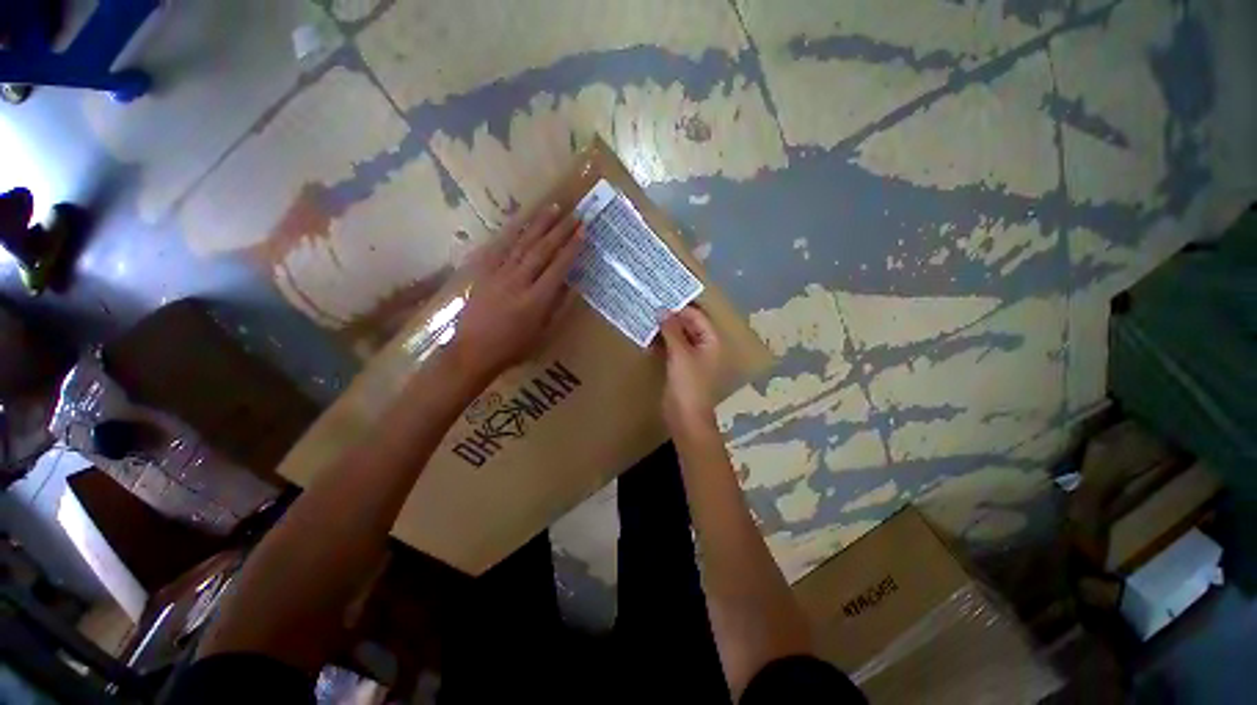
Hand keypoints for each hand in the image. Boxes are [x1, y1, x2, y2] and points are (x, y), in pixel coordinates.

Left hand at [449, 203, 582, 380]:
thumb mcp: (544, 333)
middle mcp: (519, 282)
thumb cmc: (514, 348)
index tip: (583, 231)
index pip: (558, 267)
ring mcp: (498, 274)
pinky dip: (511, 233)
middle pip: (542, 250)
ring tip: (552, 208)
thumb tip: (573, 283)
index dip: (572, 247)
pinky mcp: (484, 273)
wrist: (473, 351)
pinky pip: (499, 248)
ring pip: (522, 244)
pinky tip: (520, 222)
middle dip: (560, 230)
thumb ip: (559, 307)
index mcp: (536, 300)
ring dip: (538, 225)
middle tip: (574, 213)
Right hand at [658, 305, 723, 427]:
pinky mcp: (681, 367)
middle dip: (672, 317)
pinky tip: (649, 338)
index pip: (697, 316)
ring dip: (665, 329)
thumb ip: (672, 330)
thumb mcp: (680, 354)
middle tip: (651, 307)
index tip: (660, 300)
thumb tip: (662, 310)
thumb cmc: (688, 384)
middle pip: (689, 325)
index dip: (680, 308)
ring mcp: (693, 357)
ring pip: (679, 336)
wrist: (685, 417)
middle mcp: (704, 346)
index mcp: (712, 341)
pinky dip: (663, 342)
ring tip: (647, 319)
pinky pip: (673, 348)